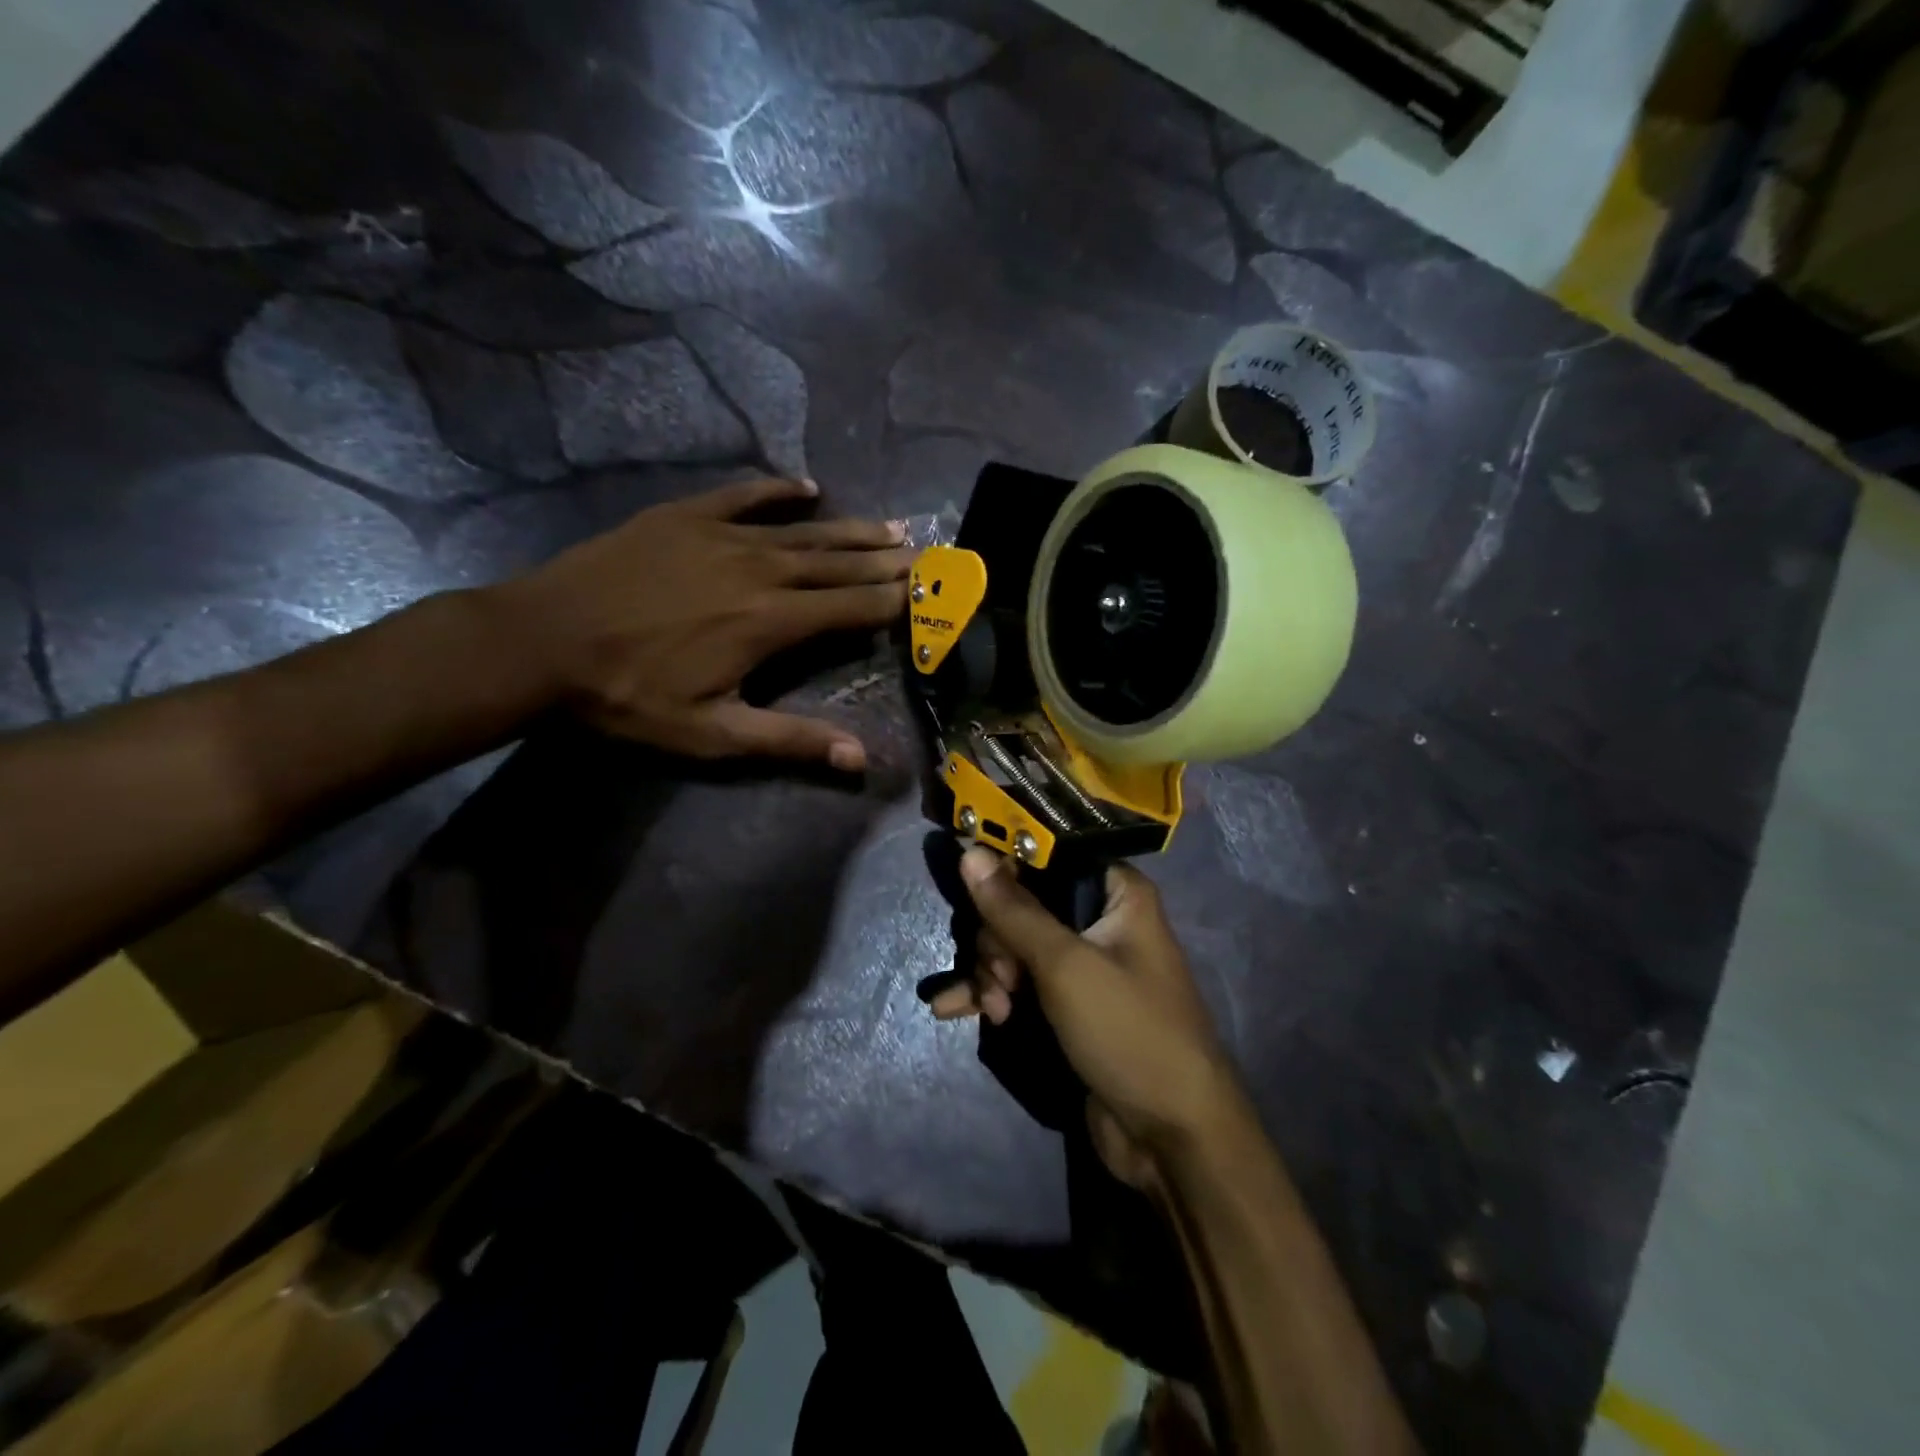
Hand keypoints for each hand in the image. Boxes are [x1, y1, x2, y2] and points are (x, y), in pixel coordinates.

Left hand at [485, 477, 909, 767]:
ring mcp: (721, 536)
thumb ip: (790, 739)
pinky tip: (808, 487)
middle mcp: (759, 570)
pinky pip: (744, 496)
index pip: (850, 608)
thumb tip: (859, 757)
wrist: (540, 642)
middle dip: (884, 562)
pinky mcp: (684, 516)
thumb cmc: (630, 695)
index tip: (927, 594)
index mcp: (770, 622)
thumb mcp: (713, 733)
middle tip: (923, 554)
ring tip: (890, 526)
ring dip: (850, 530)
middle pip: (836, 564)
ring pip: (802, 530)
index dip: (893, 602)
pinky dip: (779, 491)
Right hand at [937, 848, 1248, 1188]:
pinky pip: (1018, 982)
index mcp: (1117, 894)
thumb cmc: (1128, 1031)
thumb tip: (970, 852)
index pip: (1051, 855)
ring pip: (1015, 943)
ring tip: (991, 1009)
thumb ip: (1014, 909)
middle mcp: (1101, 920)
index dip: (1007, 865)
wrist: (1171, 1137)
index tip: (970, 885)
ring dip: (991, 971)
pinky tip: (953, 1009)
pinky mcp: (1066, 1004)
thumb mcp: (1065, 965)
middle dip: (997, 939)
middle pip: (1024, 902)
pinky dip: (990, 992)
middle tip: (1002, 979)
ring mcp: (1082, 965)